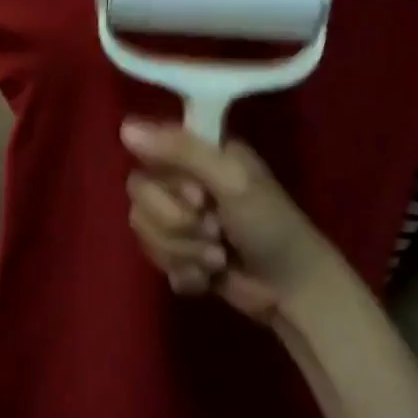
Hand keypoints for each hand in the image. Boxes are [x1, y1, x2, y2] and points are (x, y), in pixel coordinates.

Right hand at [122, 120, 344, 325]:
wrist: (293, 289)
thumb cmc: (270, 224)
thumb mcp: (232, 179)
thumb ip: (181, 150)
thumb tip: (124, 127)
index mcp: (198, 152)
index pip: (147, 151)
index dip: (167, 182)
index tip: (198, 197)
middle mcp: (184, 180)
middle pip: (140, 195)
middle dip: (177, 224)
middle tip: (214, 230)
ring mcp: (180, 219)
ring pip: (144, 230)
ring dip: (184, 251)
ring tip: (218, 258)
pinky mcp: (179, 255)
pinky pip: (154, 261)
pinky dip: (184, 274)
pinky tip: (208, 279)